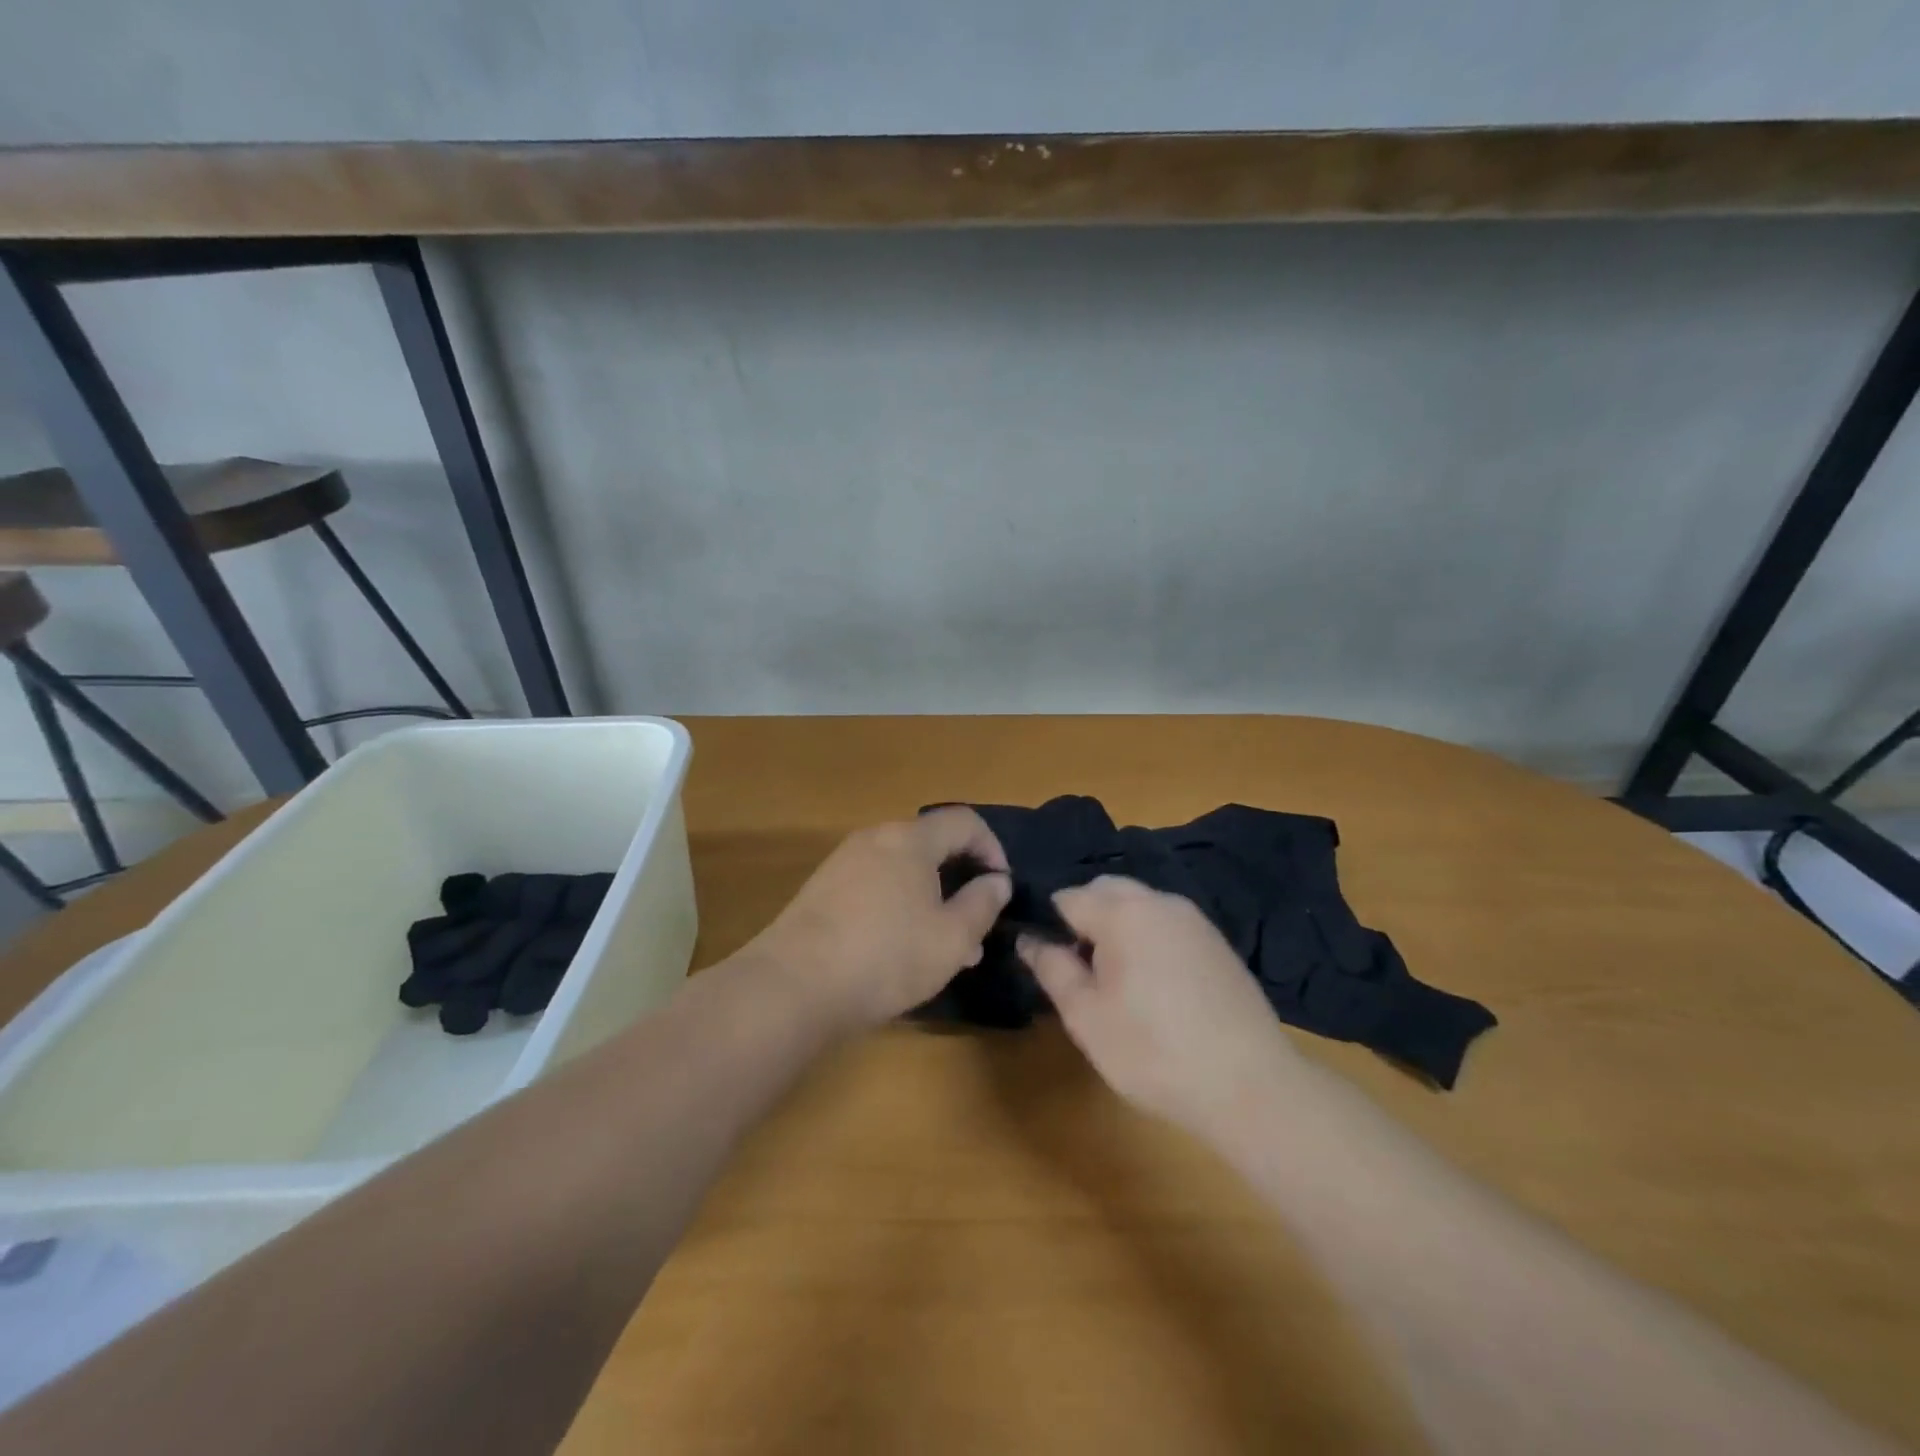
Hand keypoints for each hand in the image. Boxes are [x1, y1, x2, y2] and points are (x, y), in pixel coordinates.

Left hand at [746, 808, 1011, 1031]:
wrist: (794, 985)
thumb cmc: (886, 956)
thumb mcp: (952, 939)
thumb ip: (983, 904)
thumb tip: (996, 881)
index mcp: (911, 840)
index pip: (964, 821)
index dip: (992, 848)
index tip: (1001, 887)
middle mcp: (875, 838)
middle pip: (931, 845)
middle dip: (960, 881)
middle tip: (975, 925)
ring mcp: (844, 862)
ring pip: (903, 870)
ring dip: (931, 899)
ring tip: (944, 948)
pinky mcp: (822, 890)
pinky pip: (875, 886)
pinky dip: (899, 906)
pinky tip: (900, 950)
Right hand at [1020, 876, 1298, 1137]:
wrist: (1250, 1086)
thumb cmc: (1153, 1052)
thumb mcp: (1086, 1017)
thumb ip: (1052, 969)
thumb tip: (1028, 938)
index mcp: (1123, 912)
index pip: (1068, 897)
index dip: (1050, 927)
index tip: (1050, 964)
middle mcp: (1159, 901)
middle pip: (1106, 890)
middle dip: (1085, 919)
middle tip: (1081, 972)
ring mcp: (1194, 919)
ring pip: (1139, 905)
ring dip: (1118, 928)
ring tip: (1117, 982)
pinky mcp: (1217, 942)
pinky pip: (1167, 924)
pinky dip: (1149, 939)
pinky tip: (1156, 987)